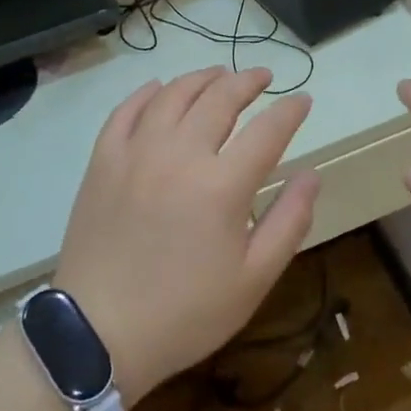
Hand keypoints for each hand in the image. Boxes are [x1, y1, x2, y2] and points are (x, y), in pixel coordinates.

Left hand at [55, 67, 321, 400]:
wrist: (98, 334)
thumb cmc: (186, 312)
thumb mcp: (253, 279)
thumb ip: (289, 221)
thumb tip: (311, 175)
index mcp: (222, 185)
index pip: (267, 129)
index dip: (290, 110)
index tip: (302, 100)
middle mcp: (180, 154)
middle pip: (220, 98)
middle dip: (248, 81)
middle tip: (263, 77)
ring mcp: (136, 152)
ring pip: (174, 94)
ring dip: (202, 78)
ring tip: (220, 75)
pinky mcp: (103, 160)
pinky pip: (126, 110)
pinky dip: (147, 93)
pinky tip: (159, 88)